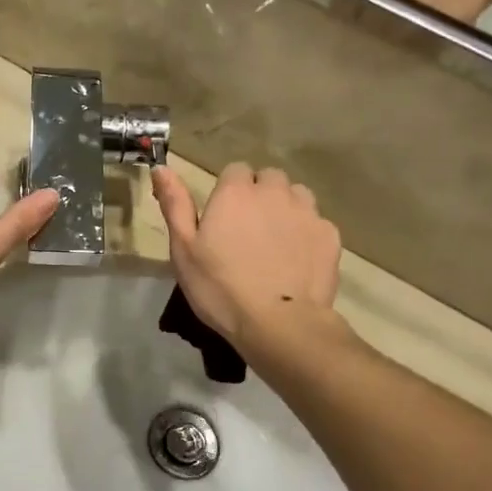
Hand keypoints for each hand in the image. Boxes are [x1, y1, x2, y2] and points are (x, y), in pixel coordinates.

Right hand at [151, 164, 340, 349]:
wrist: (278, 323)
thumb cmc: (220, 288)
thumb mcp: (184, 249)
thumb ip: (175, 204)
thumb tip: (161, 167)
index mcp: (235, 192)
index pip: (236, 170)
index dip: (230, 190)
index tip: (223, 217)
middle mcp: (274, 192)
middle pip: (269, 178)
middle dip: (260, 194)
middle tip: (248, 229)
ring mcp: (307, 212)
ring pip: (297, 195)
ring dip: (286, 208)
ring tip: (275, 240)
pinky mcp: (330, 235)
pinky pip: (316, 222)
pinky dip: (306, 233)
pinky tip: (297, 260)